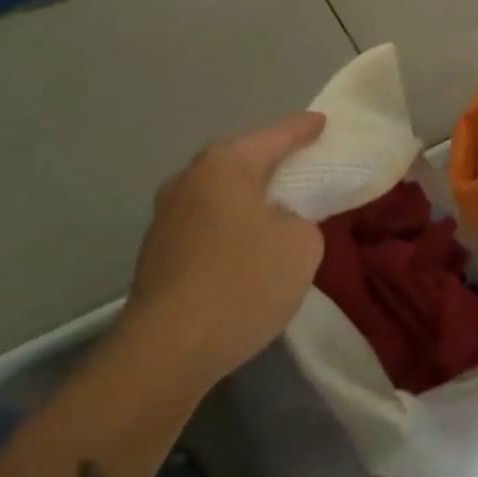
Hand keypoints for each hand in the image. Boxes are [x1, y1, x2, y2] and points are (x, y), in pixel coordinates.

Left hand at [121, 112, 325, 391]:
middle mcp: (189, 180)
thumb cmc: (242, 283)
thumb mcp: (302, 244)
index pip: (276, 136)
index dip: (303, 129)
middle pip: (239, 160)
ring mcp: (165, 218)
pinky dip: (226, 227)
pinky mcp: (155, 256)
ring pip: (217, 194)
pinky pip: (203, 225)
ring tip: (272, 208)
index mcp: (226, 164)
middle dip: (268, 161)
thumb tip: (278, 222)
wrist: (164, 355)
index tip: (322, 122)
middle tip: (298, 163)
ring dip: (243, 198)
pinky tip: (241, 248)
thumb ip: (300, 219)